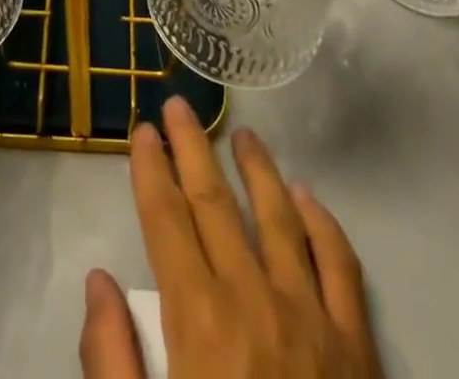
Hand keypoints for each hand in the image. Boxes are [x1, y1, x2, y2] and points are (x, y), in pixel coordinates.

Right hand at [80, 97, 381, 378]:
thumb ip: (113, 363)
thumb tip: (100, 280)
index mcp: (201, 324)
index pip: (167, 221)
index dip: (151, 170)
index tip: (142, 130)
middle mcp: (254, 301)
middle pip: (215, 203)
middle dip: (192, 148)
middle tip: (179, 106)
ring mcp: (312, 319)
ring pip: (278, 216)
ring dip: (256, 169)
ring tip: (241, 134)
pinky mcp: (359, 349)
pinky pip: (341, 266)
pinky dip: (324, 224)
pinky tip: (308, 197)